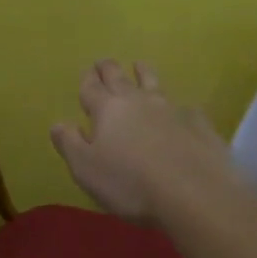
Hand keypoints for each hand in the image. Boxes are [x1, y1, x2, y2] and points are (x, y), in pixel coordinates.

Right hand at [51, 60, 235, 222]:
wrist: (195, 194)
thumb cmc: (130, 184)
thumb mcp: (86, 169)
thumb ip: (70, 144)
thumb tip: (58, 123)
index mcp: (107, 110)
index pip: (91, 87)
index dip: (87, 80)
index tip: (86, 72)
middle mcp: (138, 101)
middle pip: (120, 77)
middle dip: (109, 69)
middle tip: (104, 63)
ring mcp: (171, 109)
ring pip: (153, 83)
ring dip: (143, 73)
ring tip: (140, 66)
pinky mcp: (198, 123)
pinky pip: (184, 107)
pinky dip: (177, 106)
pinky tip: (181, 111)